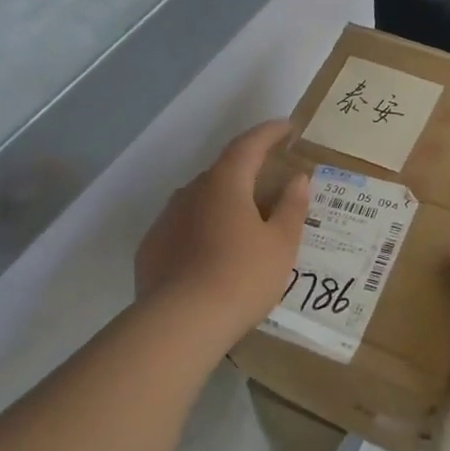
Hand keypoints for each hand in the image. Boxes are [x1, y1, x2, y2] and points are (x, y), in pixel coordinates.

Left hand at [135, 121, 309, 338]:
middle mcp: (190, 192)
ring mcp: (166, 220)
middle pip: (222, 173)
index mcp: (225, 184)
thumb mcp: (281, 244)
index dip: (269, 133)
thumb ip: (291, 207)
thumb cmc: (242, 277)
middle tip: (269, 186)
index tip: (287, 127)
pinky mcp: (151, 248)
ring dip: (221, 204)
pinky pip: (182, 228)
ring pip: (199, 201)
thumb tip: (298, 179)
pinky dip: (200, 230)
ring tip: (241, 226)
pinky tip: (211, 254)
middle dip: (246, 173)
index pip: (248, 145)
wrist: (181, 323)